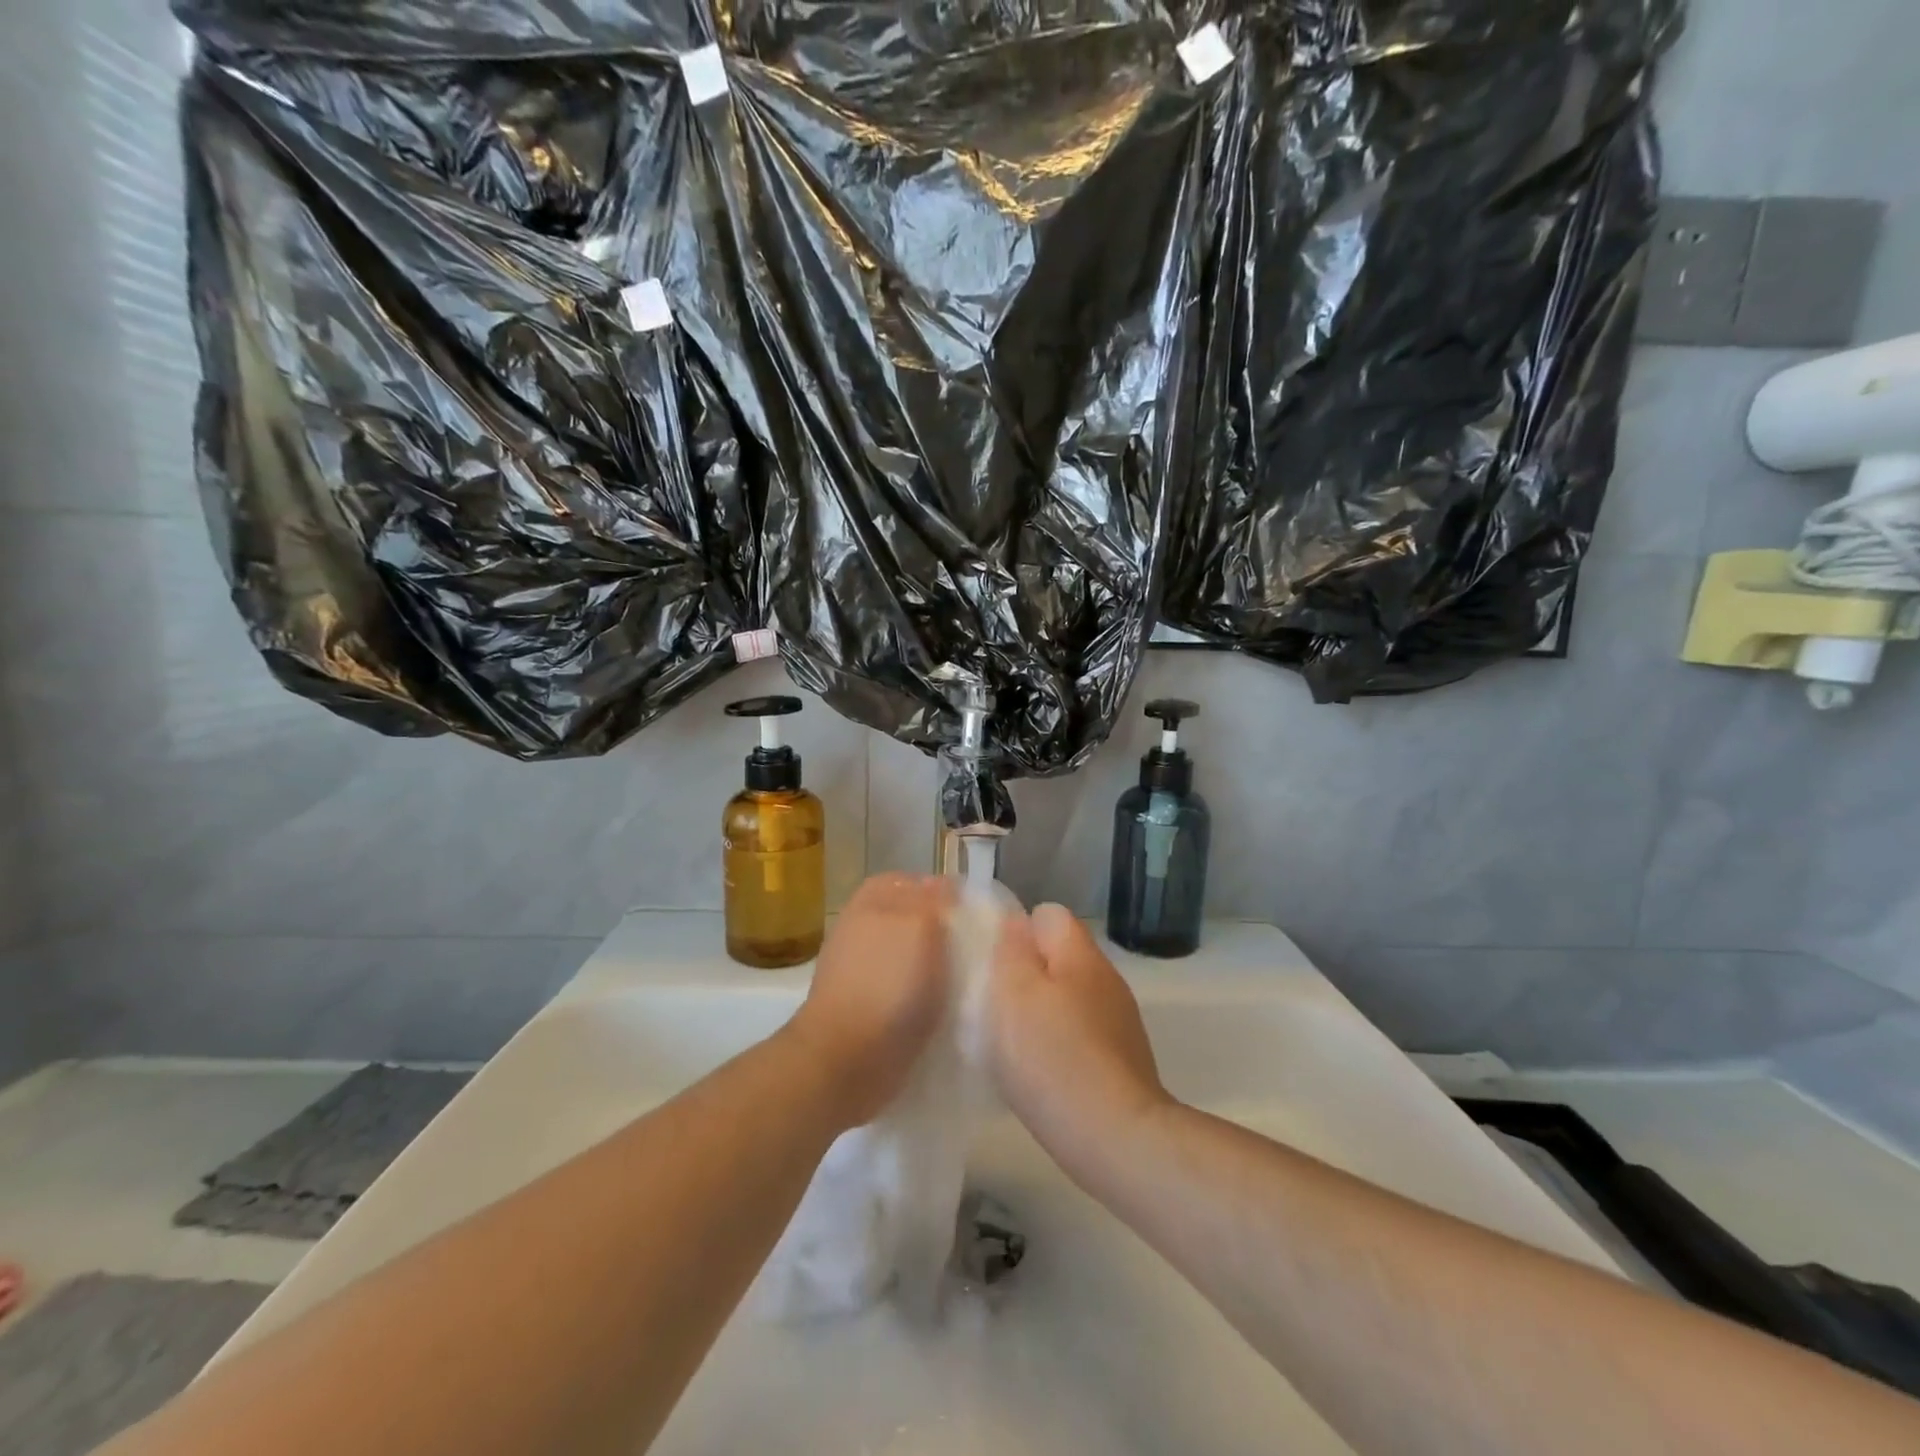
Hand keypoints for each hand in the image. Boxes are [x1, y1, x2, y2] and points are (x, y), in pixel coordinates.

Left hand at [787, 874, 953, 1129]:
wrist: (846, 1060)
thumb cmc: (887, 984)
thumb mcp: (919, 925)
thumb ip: (933, 899)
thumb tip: (944, 884)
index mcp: (873, 900)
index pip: (916, 881)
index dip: (947, 893)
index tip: (977, 913)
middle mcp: (864, 928)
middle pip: (914, 918)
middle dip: (945, 930)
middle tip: (979, 948)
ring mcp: (863, 969)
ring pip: (912, 954)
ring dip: (938, 966)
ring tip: (969, 981)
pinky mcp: (868, 1007)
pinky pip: (906, 989)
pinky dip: (926, 997)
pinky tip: (947, 1009)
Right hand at [988, 903, 1171, 1179]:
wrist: (1116, 1138)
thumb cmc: (1053, 1057)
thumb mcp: (1013, 993)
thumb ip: (1011, 950)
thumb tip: (1016, 924)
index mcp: (1080, 954)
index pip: (1048, 914)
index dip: (1016, 931)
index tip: (989, 962)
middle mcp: (1106, 979)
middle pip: (1058, 957)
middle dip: (1025, 975)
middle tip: (992, 1005)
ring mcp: (1119, 1021)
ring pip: (1068, 998)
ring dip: (1040, 1013)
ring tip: (1010, 1044)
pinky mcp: (1122, 1061)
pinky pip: (1080, 1035)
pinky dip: (1058, 1046)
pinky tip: (1039, 1074)